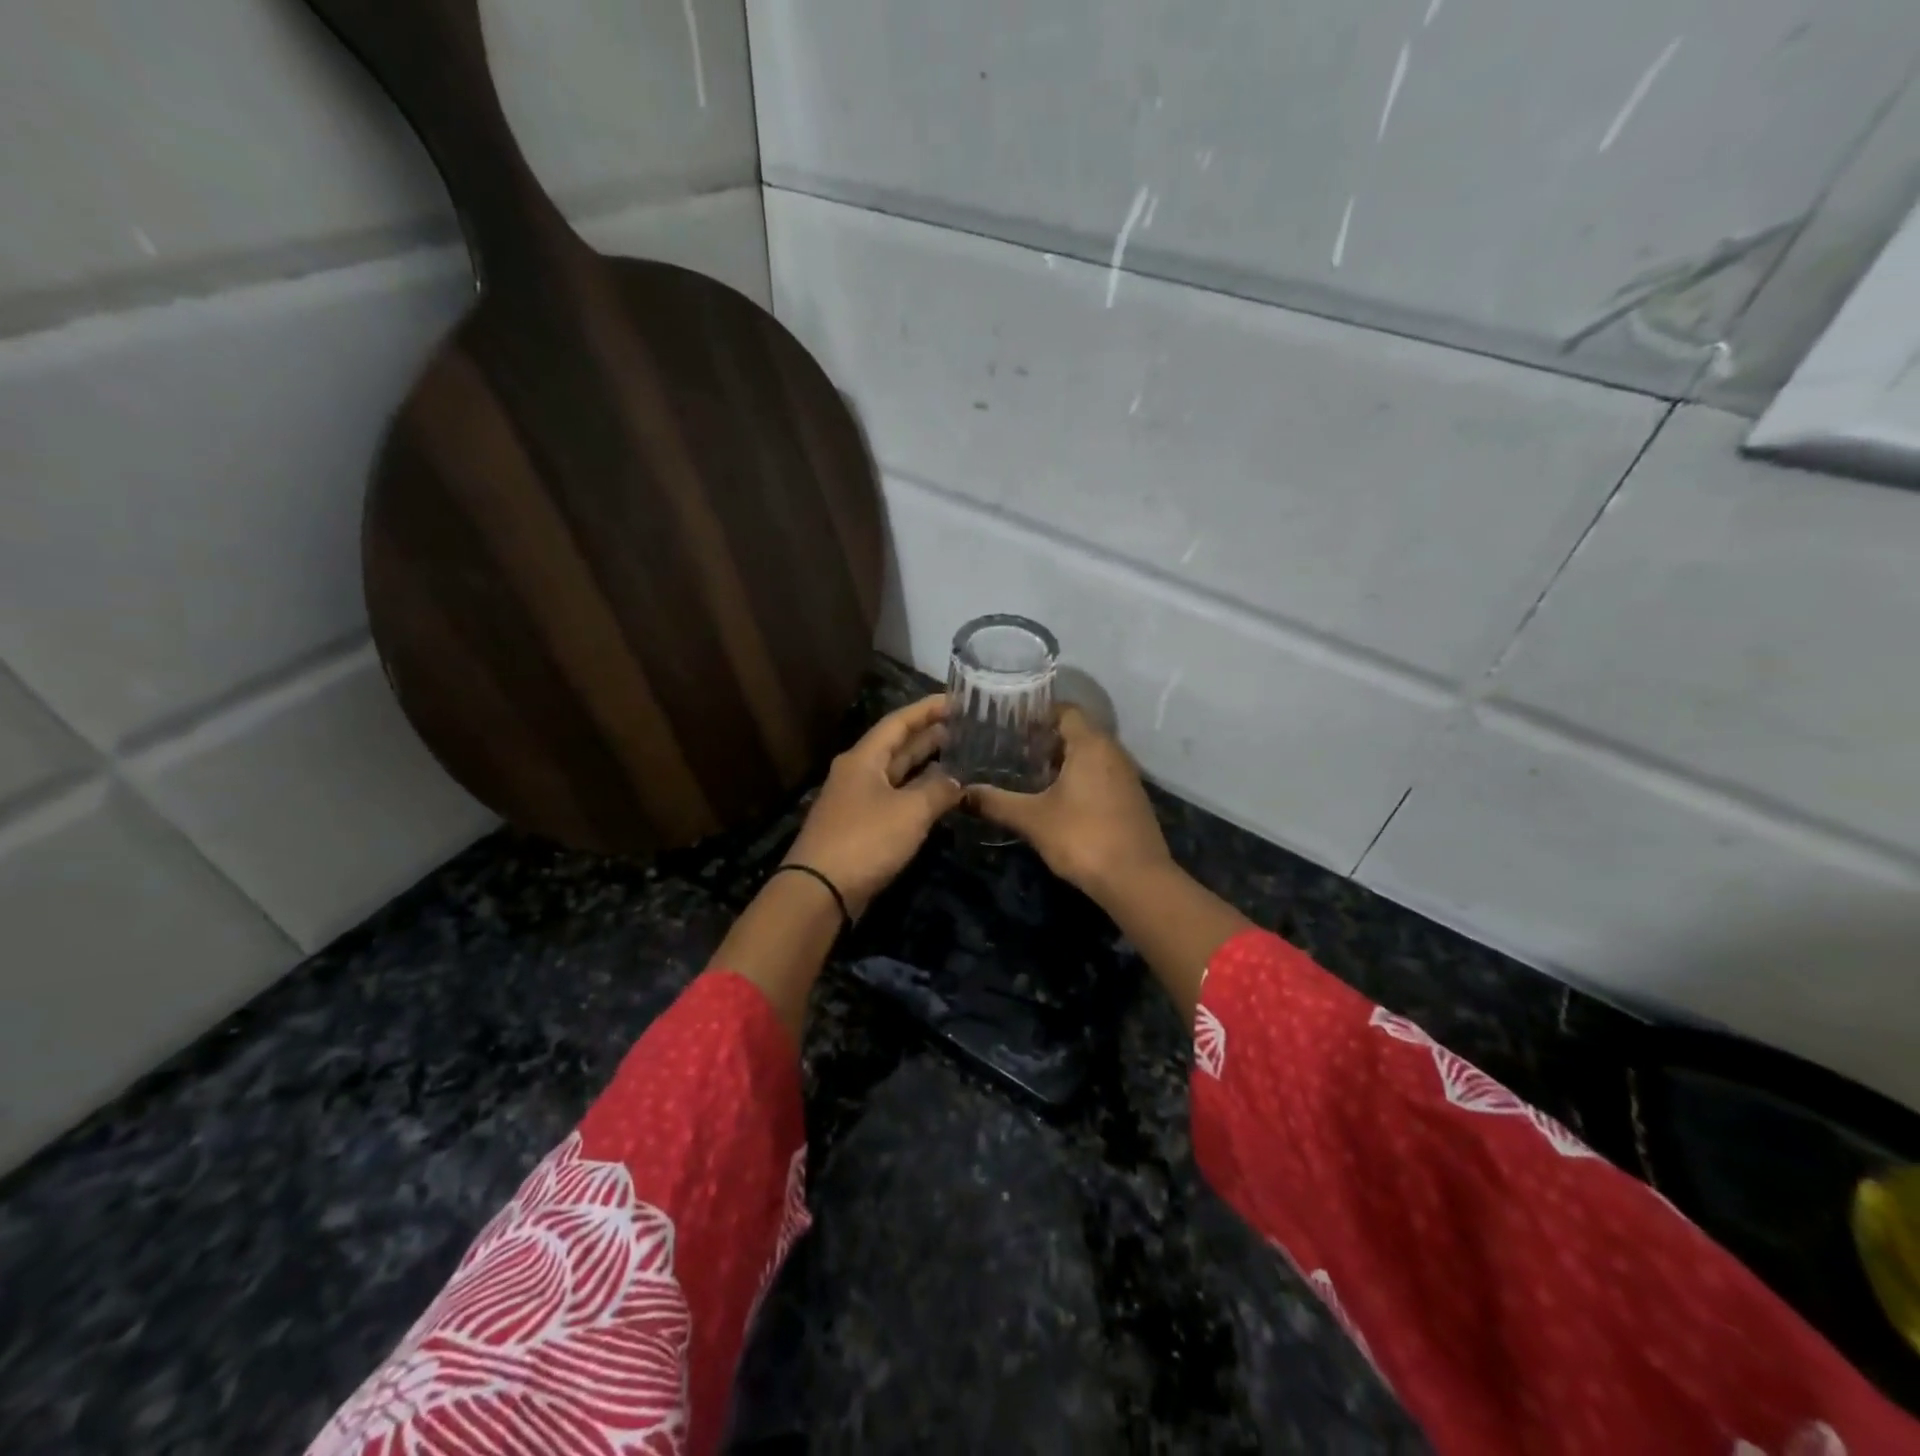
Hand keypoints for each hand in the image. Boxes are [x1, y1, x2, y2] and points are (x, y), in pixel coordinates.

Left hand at [784, 694, 963, 917]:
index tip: (956, 700)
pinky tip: (937, 797)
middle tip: (964, 727)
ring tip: (957, 756)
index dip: (927, 709)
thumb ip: (937, 790)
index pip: (898, 722)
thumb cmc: (865, 840)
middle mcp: (857, 774)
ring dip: (924, 765)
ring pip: (896, 774)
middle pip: (896, 746)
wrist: (820, 891)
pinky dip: (916, 793)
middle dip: (928, 735)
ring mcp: (857, 802)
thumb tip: (957, 781)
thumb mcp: (910, 811)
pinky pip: (894, 799)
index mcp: (863, 759)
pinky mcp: (860, 828)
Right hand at [970, 705, 1245, 1022]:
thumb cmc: (1083, 837)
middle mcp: (1112, 752)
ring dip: (1061, 761)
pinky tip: (1055, 799)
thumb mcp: (1032, 819)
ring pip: (1089, 756)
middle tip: (1011, 749)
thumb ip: (997, 802)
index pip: (1064, 710)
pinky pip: (1100, 775)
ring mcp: (1126, 776)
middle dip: (1044, 739)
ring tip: (1027, 773)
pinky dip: (1077, 778)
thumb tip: (963, 793)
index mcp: (1091, 744)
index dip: (1037, 714)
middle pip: (1076, 732)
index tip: (1009, 725)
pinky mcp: (1130, 799)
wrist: (1136, 880)